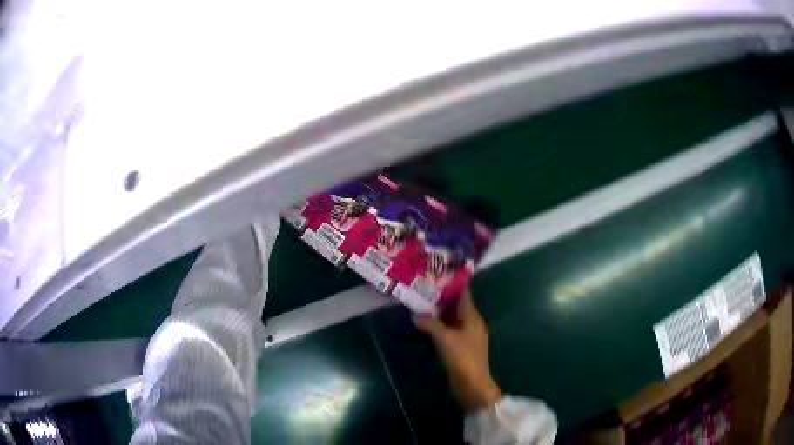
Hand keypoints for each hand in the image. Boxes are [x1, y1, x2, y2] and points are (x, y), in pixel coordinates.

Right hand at [415, 289, 503, 411]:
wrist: (472, 384)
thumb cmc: (462, 358)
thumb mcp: (444, 339)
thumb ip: (430, 324)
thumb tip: (415, 314)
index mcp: (472, 317)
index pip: (464, 294)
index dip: (453, 283)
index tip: (439, 273)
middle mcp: (472, 323)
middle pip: (457, 305)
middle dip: (442, 297)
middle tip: (424, 287)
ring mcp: (467, 335)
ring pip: (453, 318)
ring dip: (440, 312)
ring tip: (422, 303)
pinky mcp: (462, 346)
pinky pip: (450, 330)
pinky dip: (440, 325)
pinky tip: (427, 325)